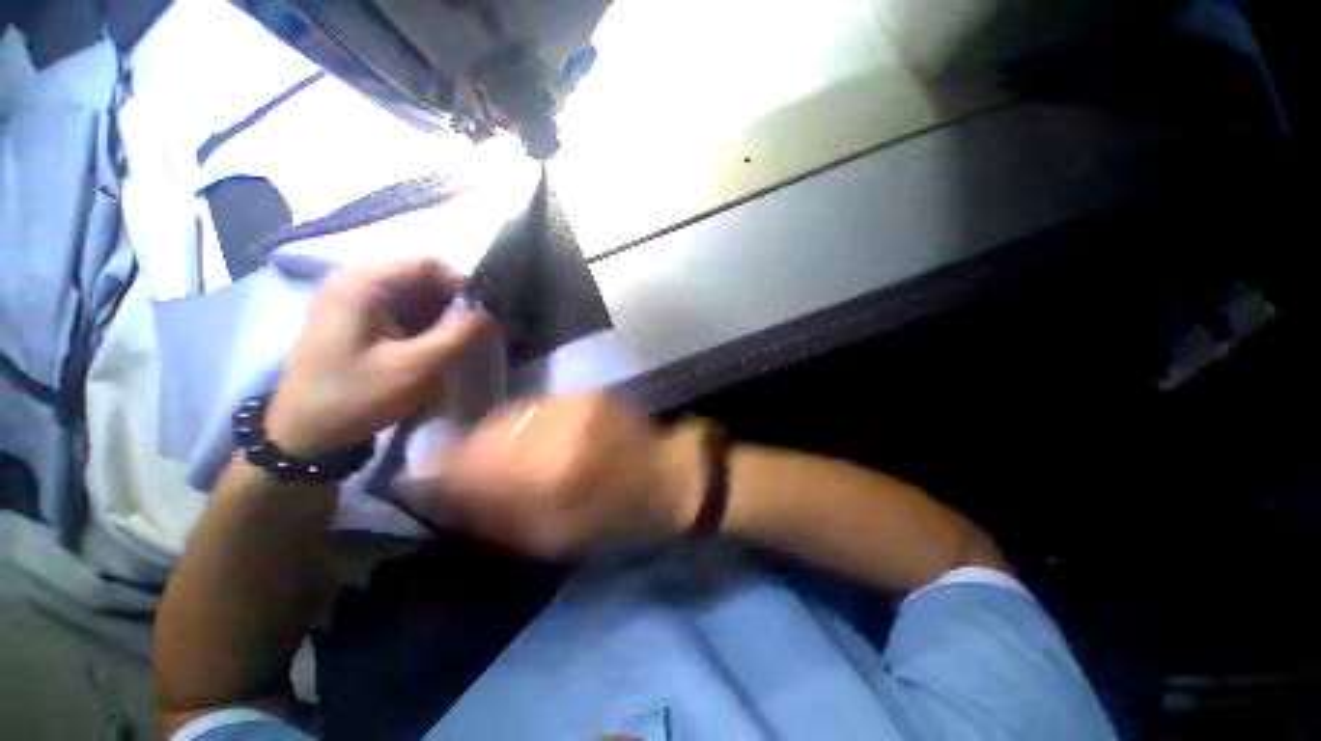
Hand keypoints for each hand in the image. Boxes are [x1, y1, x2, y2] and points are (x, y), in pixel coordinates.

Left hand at [266, 258, 491, 456]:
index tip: (486, 315)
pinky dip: (429, 324)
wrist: (304, 433)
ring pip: (417, 294)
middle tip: (479, 332)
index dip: (464, 285)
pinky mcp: (359, 317)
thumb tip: (494, 312)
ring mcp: (355, 299)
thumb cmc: (354, 398)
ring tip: (462, 342)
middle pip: (423, 277)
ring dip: (445, 315)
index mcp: (362, 283)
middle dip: (456, 303)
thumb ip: (459, 335)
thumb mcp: (415, 368)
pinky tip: (438, 346)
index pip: (428, 263)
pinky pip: (405, 309)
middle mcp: (356, 280)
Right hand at [409, 393, 705, 558]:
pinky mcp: (587, 394)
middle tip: (470, 470)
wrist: (669, 476)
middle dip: (471, 451)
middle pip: (489, 431)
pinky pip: (539, 406)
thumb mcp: (555, 537)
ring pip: (512, 414)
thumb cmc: (618, 516)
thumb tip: (450, 498)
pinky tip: (535, 437)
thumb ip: (498, 516)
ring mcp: (575, 403)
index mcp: (551, 473)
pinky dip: (526, 422)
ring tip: (506, 454)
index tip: (431, 480)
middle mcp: (559, 428)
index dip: (444, 471)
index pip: (473, 463)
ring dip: (498, 434)